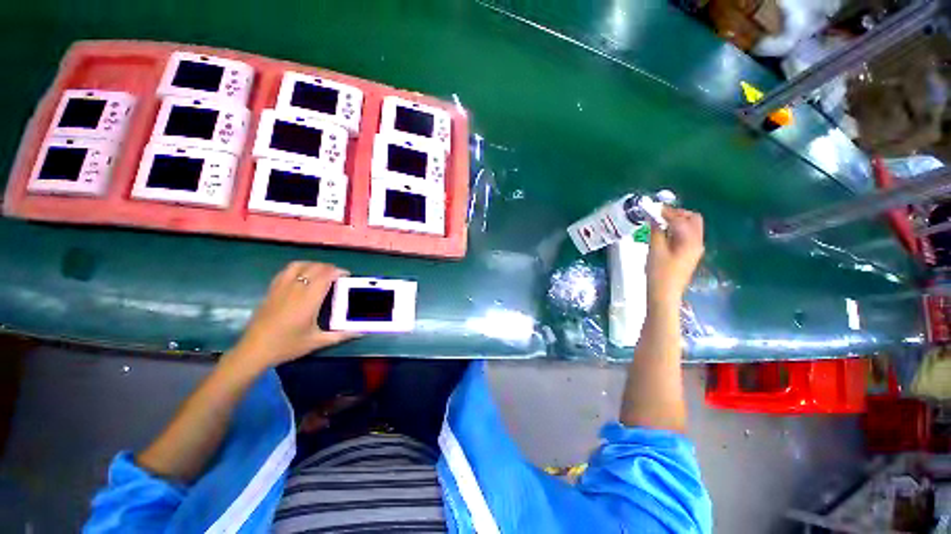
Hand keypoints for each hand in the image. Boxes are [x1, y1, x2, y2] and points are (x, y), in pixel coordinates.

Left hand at [229, 262, 357, 368]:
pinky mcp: (271, 290)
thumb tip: (361, 332)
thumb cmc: (287, 345)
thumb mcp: (317, 342)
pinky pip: (286, 271)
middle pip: (314, 267)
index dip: (338, 271)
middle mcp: (295, 289)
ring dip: (313, 265)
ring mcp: (281, 288)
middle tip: (338, 275)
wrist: (254, 350)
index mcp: (308, 300)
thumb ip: (341, 335)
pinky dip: (298, 268)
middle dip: (329, 268)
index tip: (346, 275)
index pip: (326, 275)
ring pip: (299, 265)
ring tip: (321, 272)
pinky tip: (302, 276)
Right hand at [646, 207, 704, 304]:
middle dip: (677, 213)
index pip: (681, 219)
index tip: (652, 208)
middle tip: (658, 214)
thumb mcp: (655, 250)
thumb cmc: (659, 273)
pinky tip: (664, 233)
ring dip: (677, 221)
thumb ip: (656, 231)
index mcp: (690, 240)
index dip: (666, 211)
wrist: (665, 294)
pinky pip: (686, 235)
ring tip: (659, 222)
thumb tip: (653, 217)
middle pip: (693, 219)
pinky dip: (677, 230)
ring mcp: (694, 249)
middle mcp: (697, 242)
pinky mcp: (689, 254)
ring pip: (691, 227)